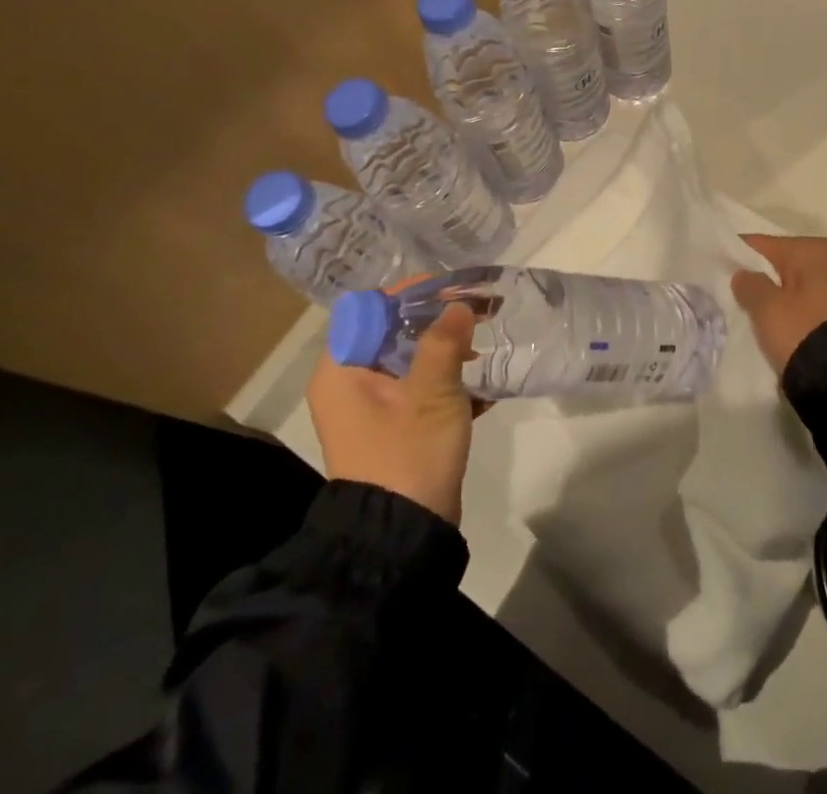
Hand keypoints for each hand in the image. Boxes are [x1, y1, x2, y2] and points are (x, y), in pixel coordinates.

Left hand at [305, 304, 478, 525]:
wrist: (402, 536)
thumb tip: (458, 305)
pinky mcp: (393, 428)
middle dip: (436, 320)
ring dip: (446, 350)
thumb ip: (444, 341)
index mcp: (342, 369)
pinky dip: (446, 380)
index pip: (370, 308)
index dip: (410, 294)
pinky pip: (418, 387)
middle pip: (392, 331)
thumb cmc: (408, 453)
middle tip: (477, 311)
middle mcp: (349, 383)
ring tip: (484, 344)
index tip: (451, 289)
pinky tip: (482, 383)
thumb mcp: (431, 392)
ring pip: (409, 359)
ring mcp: (371, 408)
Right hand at [731, 234, 826, 375]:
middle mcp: (825, 261)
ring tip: (743, 313)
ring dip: (768, 298)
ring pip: (786, 287)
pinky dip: (783, 312)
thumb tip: (742, 274)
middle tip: (724, 294)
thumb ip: (749, 284)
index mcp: (810, 249)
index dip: (734, 256)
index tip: (712, 270)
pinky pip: (798, 305)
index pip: (760, 244)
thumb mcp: (768, 307)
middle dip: (753, 279)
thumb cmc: (803, 330)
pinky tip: (768, 325)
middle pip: (775, 265)